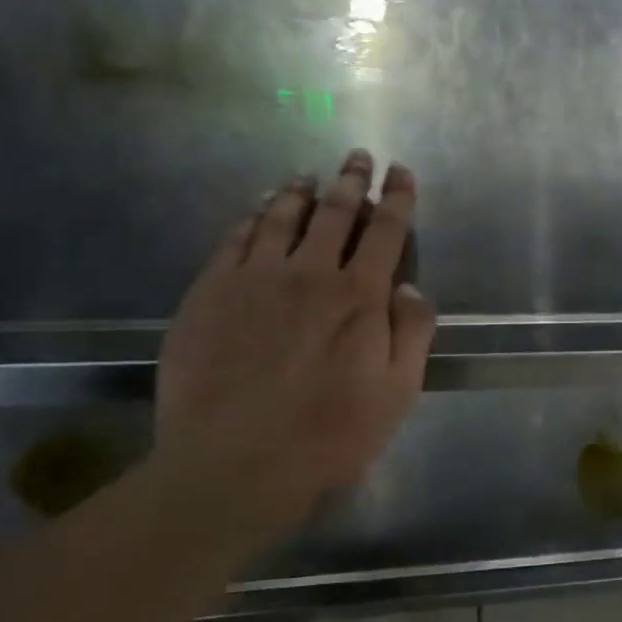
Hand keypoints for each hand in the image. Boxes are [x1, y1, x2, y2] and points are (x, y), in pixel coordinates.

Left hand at [149, 150, 434, 533]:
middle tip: (358, 157)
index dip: (397, 199)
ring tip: (308, 176)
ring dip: (300, 192)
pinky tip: (256, 210)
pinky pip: (234, 240)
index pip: (385, 232)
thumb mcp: (397, 393)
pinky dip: (251, 218)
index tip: (401, 173)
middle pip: (335, 213)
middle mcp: (309, 274)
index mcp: (359, 297)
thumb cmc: (329, 435)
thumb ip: (411, 334)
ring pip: (281, 218)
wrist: (233, 464)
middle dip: (352, 181)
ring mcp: (254, 279)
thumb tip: (409, 287)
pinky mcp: (209, 293)